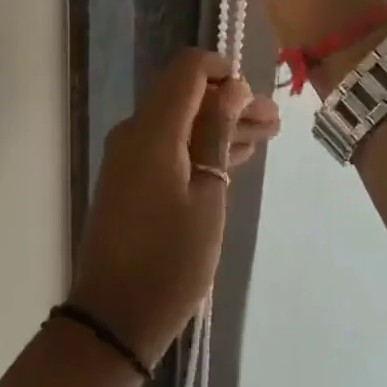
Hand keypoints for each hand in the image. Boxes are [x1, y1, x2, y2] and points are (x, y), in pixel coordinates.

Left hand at [69, 50, 280, 363]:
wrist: (113, 317)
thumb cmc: (170, 259)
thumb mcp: (208, 196)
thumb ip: (218, 135)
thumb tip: (233, 88)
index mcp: (153, 129)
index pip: (187, 69)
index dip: (222, 70)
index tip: (255, 93)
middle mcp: (136, 131)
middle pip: (186, 95)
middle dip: (229, 101)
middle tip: (273, 122)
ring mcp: (129, 155)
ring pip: (180, 121)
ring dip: (219, 125)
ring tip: (266, 136)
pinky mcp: (130, 177)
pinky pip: (169, 144)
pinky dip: (200, 146)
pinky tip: (235, 156)